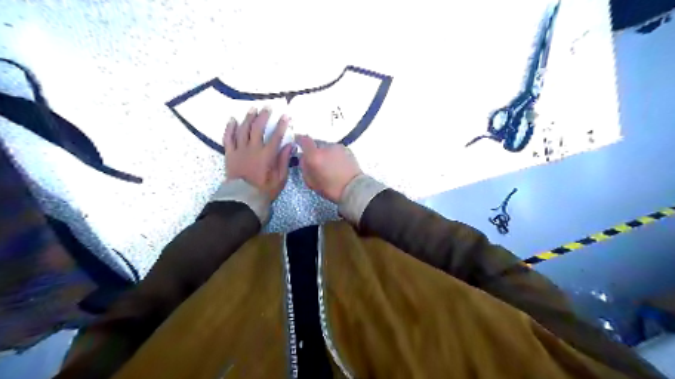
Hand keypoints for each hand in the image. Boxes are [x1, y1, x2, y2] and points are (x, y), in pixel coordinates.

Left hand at [224, 106, 292, 200]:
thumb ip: (284, 160)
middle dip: (264, 116)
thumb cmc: (264, 190)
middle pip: (258, 128)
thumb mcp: (280, 178)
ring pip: (243, 130)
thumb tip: (289, 145)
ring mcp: (239, 150)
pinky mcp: (230, 154)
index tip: (286, 116)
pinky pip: (228, 138)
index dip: (281, 125)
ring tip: (253, 109)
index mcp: (267, 155)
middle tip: (267, 107)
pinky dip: (230, 128)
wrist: (243, 199)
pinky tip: (233, 120)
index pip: (276, 136)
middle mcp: (253, 149)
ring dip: (248, 118)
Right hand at [294, 135, 360, 201]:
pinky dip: (335, 155)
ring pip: (327, 147)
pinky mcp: (347, 149)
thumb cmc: (330, 188)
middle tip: (317, 162)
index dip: (299, 139)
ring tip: (330, 165)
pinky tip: (338, 165)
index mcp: (315, 156)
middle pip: (316, 144)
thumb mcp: (311, 182)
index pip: (304, 140)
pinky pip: (336, 150)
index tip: (298, 140)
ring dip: (326, 153)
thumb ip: (304, 167)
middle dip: (315, 151)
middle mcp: (326, 147)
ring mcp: (338, 147)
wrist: (353, 188)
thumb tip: (303, 158)